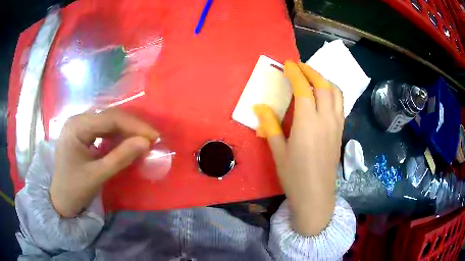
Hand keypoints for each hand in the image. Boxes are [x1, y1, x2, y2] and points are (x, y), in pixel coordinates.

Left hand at [50, 108, 158, 216]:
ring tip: (143, 141)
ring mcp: (80, 126)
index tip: (154, 136)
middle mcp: (78, 120)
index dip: (134, 126)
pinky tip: (127, 143)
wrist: (60, 201)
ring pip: (108, 122)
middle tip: (151, 139)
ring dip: (126, 131)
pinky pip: (103, 130)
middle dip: (132, 127)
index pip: (110, 118)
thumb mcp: (98, 175)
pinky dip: (118, 136)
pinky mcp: (82, 134)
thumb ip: (121, 157)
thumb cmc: (74, 189)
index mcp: (77, 126)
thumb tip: (146, 142)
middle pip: (110, 117)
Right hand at [253, 60, 343, 235]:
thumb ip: (270, 125)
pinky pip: (340, 104)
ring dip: (324, 80)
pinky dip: (333, 92)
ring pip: (336, 93)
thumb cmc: (294, 176)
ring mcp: (336, 125)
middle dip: (311, 71)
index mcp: (308, 123)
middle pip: (323, 86)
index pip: (304, 89)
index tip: (287, 65)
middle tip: (299, 66)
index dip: (295, 73)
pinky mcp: (341, 132)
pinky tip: (324, 95)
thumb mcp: (278, 151)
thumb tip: (259, 107)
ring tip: (313, 77)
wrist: (316, 196)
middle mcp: (326, 119)